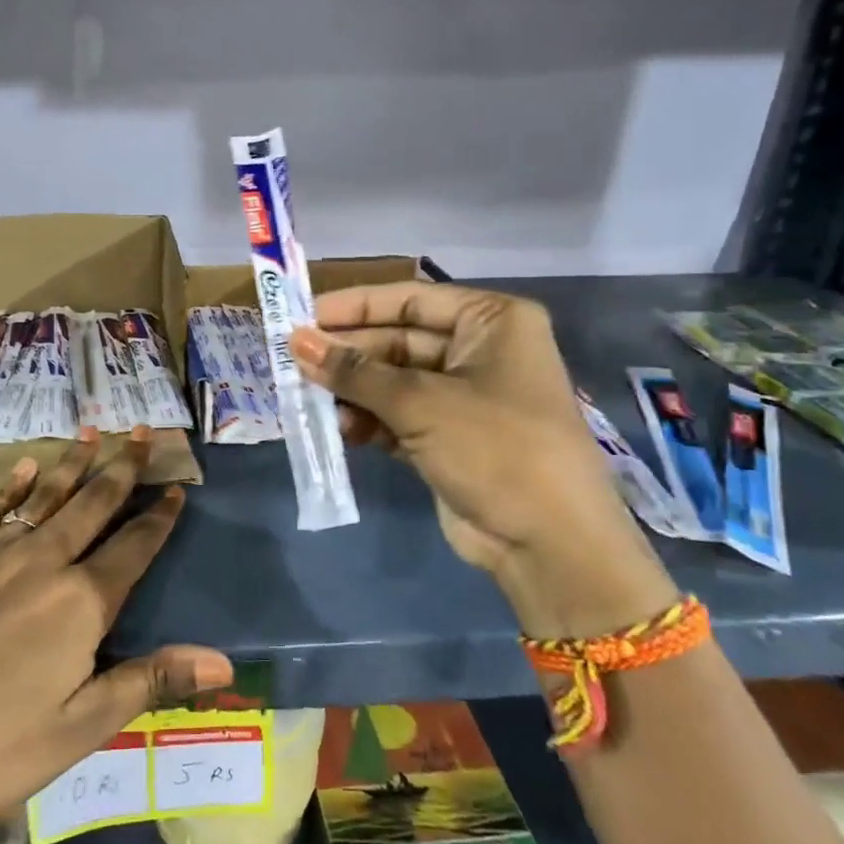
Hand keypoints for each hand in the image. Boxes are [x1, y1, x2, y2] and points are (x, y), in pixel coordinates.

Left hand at [0, 429, 232, 842]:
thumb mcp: (78, 730)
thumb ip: (150, 682)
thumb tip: (223, 661)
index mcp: (79, 603)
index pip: (133, 547)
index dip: (158, 517)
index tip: (176, 487)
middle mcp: (42, 562)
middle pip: (92, 504)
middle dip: (122, 467)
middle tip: (143, 433)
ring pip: (45, 496)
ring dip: (73, 463)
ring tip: (94, 432)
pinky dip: (13, 485)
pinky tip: (26, 467)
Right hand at [290, 284, 676, 637]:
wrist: (549, 543)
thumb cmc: (495, 447)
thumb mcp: (420, 402)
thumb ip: (354, 371)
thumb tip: (296, 341)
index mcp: (492, 322)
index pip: (410, 300)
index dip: (354, 306)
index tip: (303, 316)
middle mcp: (480, 351)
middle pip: (397, 340)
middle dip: (348, 355)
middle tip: (294, 362)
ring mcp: (463, 397)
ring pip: (392, 381)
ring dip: (353, 391)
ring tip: (311, 400)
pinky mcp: (448, 437)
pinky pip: (397, 415)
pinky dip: (369, 421)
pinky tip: (341, 429)